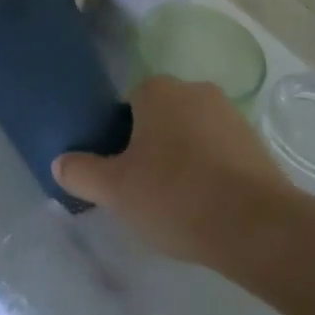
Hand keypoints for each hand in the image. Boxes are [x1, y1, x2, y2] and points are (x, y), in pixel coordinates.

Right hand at [52, 76, 289, 264]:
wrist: (256, 225)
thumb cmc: (175, 195)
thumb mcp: (115, 190)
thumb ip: (82, 172)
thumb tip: (59, 162)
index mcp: (157, 89)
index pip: (127, 105)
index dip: (120, 139)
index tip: (121, 174)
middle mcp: (194, 89)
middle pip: (161, 117)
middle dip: (153, 148)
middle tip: (145, 191)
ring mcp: (230, 114)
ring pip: (192, 134)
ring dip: (184, 160)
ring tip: (179, 205)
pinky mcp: (256, 142)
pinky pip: (221, 153)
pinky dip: (212, 173)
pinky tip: (209, 208)